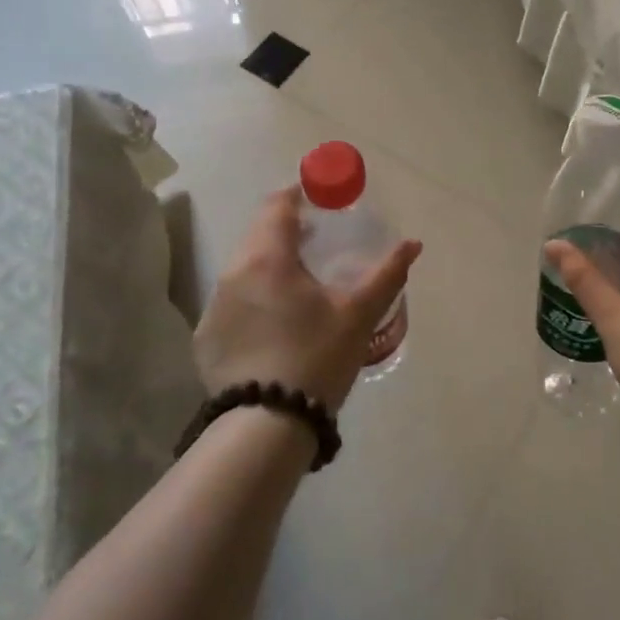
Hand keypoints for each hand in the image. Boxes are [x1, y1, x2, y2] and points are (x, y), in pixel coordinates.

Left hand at [194, 187, 420, 410]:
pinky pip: (232, 301)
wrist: (266, 425)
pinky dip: (254, 297)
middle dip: (285, 227)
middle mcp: (233, 273)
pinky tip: (275, 323)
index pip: (277, 206)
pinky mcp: (206, 337)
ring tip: (298, 281)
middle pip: (258, 233)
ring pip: (243, 267)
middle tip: (315, 236)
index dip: (298, 194)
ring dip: (269, 263)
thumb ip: (387, 273)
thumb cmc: (317, 357)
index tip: (318, 195)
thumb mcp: (359, 314)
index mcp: (268, 258)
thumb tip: (413, 243)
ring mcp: (214, 306)